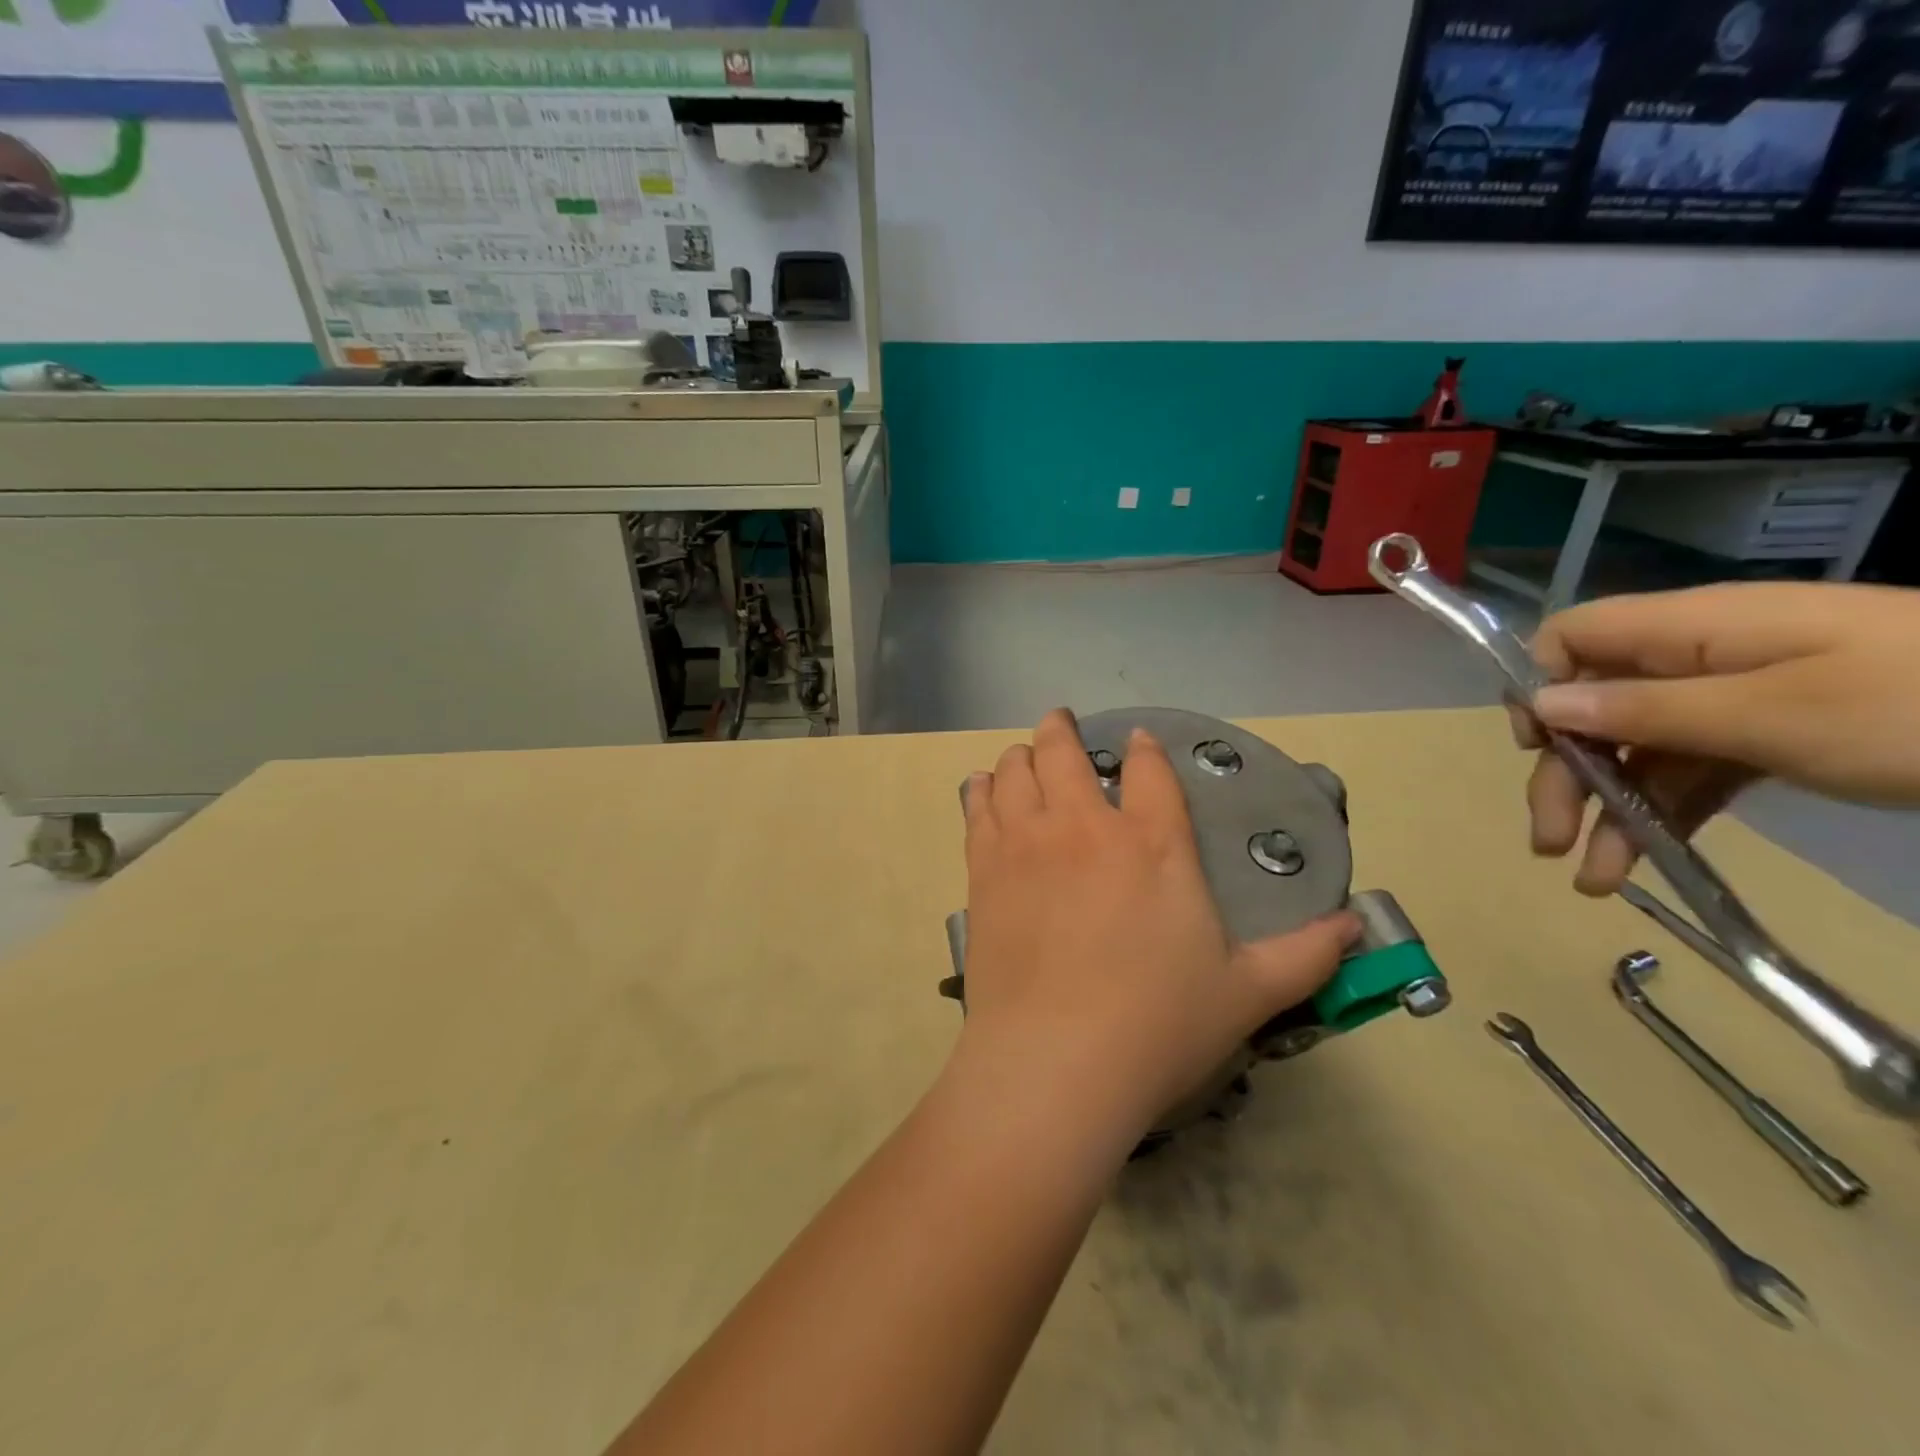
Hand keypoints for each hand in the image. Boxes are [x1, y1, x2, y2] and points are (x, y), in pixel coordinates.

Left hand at [957, 710, 1356, 1145]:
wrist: (1055, 1061)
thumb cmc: (1158, 1025)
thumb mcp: (1248, 993)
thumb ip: (1305, 955)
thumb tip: (1357, 926)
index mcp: (1153, 845)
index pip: (1148, 772)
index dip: (1143, 749)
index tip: (1137, 740)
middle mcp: (1085, 827)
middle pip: (1064, 752)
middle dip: (1062, 730)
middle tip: (1061, 722)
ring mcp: (1027, 843)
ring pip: (1015, 771)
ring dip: (1021, 756)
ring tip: (1023, 755)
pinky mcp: (985, 870)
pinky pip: (978, 809)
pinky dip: (980, 790)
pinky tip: (981, 786)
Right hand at [1518, 581, 1919, 894]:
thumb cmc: (1919, 707)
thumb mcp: (1773, 714)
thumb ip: (1647, 708)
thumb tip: (1543, 704)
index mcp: (1692, 629)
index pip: (1573, 637)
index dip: (1543, 685)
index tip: (1541, 748)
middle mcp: (1699, 658)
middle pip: (1596, 706)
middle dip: (1565, 772)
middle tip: (1550, 839)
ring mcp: (1738, 698)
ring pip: (1640, 748)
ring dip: (1608, 808)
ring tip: (1593, 877)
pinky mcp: (1773, 735)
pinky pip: (1693, 771)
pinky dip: (1663, 814)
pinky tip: (1647, 862)